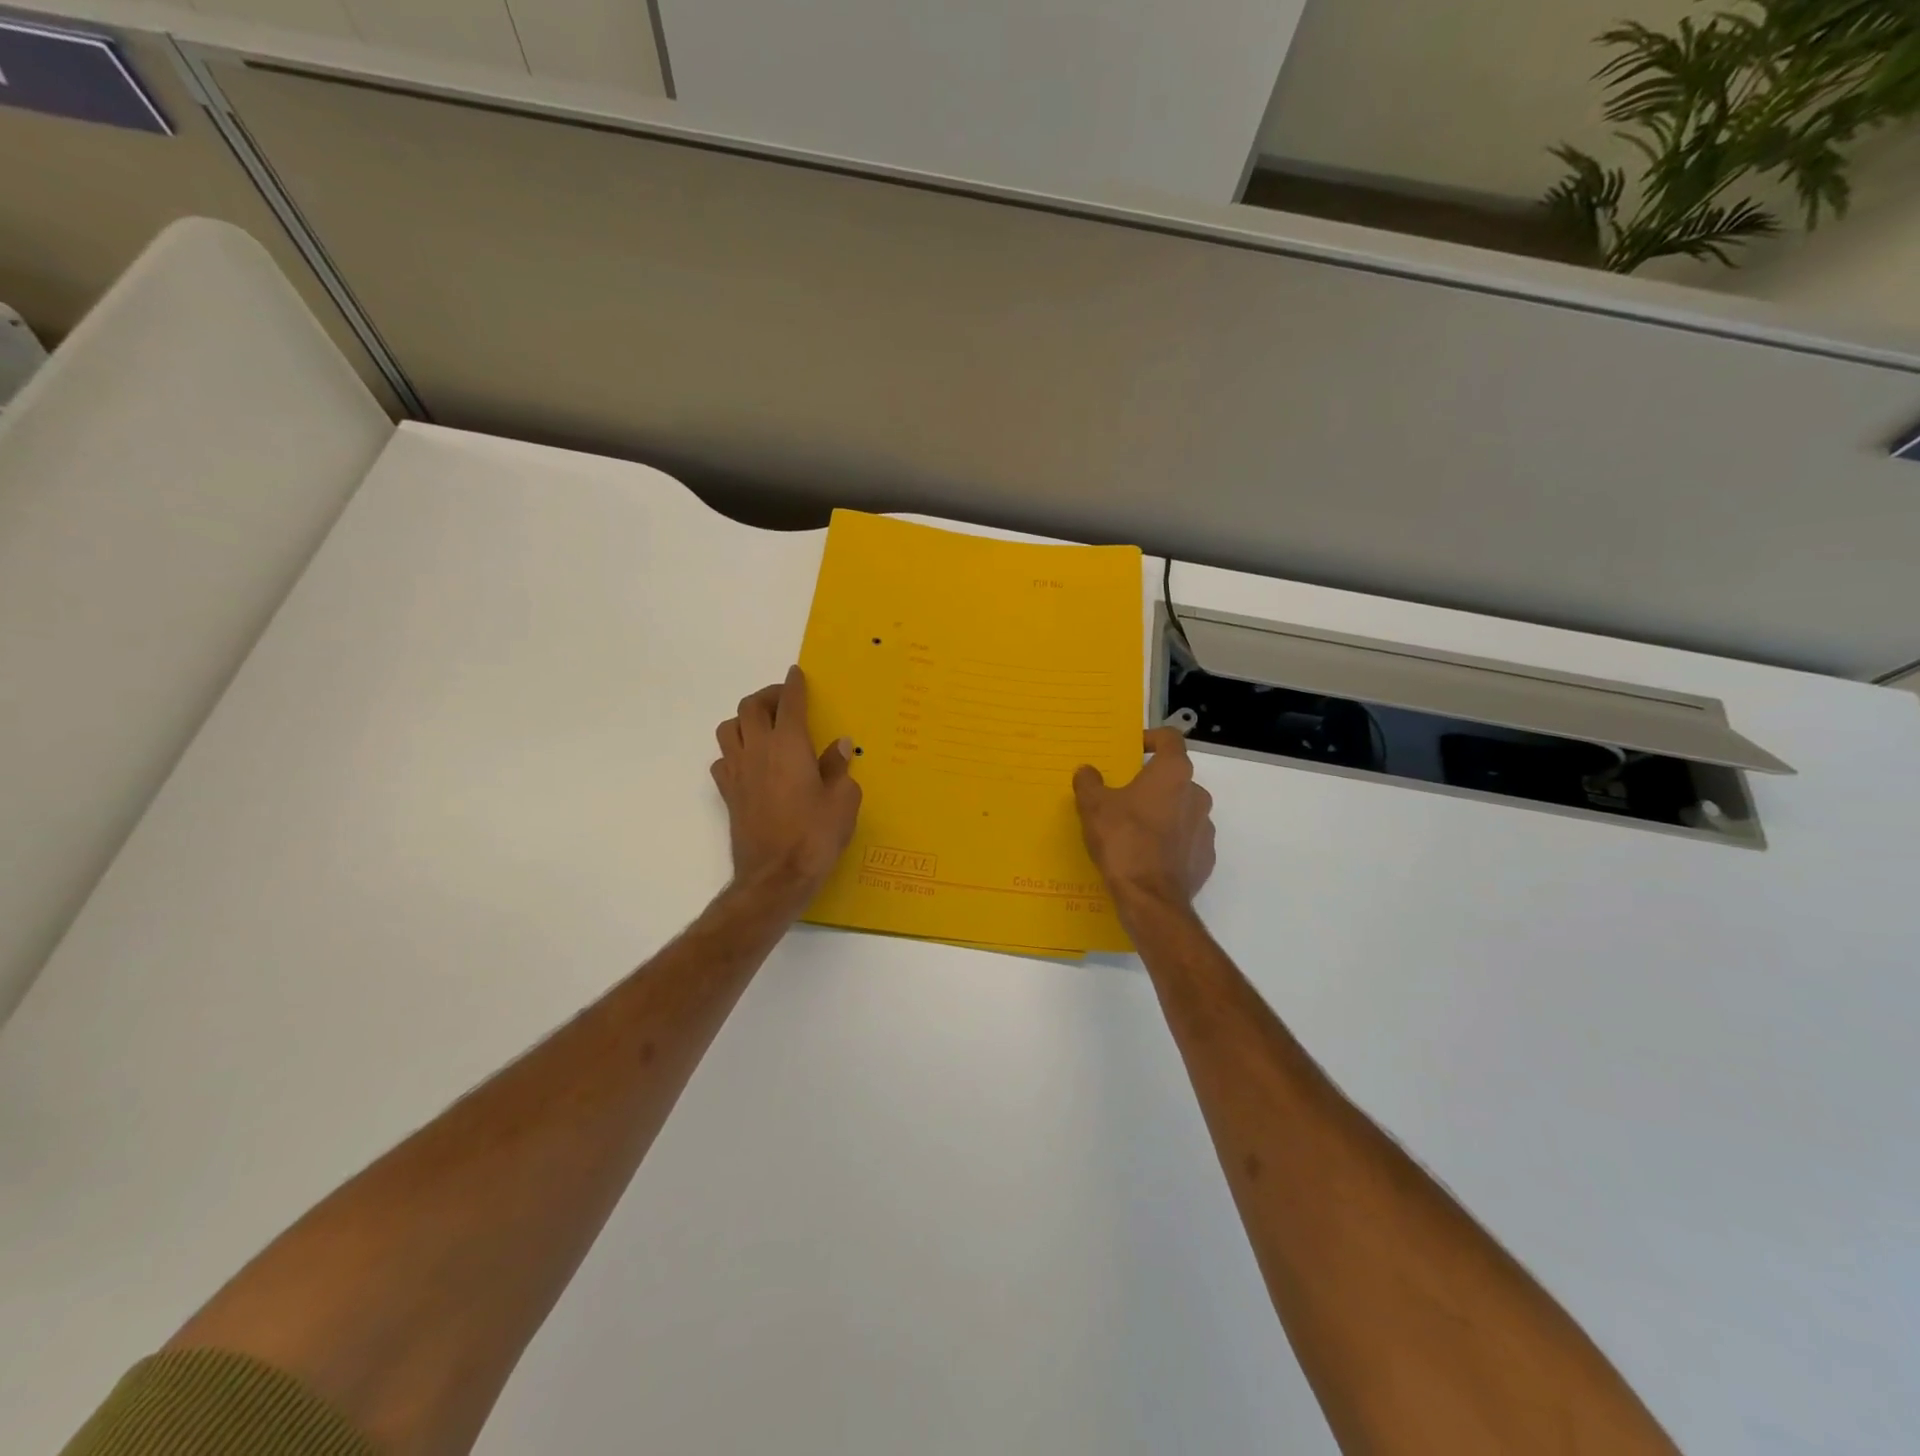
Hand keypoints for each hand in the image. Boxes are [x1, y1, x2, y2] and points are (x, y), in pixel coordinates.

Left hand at [711, 666, 861, 910]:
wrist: (775, 878)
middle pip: (750, 707)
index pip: (789, 703)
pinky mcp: (728, 795)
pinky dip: (734, 752)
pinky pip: (723, 760)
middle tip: (784, 700)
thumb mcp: (843, 801)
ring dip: (744, 720)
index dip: (794, 684)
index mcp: (789, 745)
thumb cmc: (815, 836)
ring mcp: (738, 772)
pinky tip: (750, 763)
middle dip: (768, 696)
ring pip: (728, 729)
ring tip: (763, 727)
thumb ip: (839, 768)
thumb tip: (838, 745)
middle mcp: (758, 751)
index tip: (796, 673)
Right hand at [1073, 728, 1215, 915]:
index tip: (1133, 750)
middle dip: (1151, 783)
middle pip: (1174, 777)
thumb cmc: (1123, 840)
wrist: (1150, 899)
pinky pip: (1186, 839)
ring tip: (1133, 829)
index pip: (1170, 739)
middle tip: (1123, 796)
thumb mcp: (1093, 807)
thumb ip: (1089, 782)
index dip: (1151, 738)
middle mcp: (1196, 794)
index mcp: (1173, 773)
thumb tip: (1087, 771)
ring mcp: (1205, 827)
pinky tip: (1147, 855)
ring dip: (1161, 812)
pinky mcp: (1205, 857)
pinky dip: (1170, 841)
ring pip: (1181, 809)